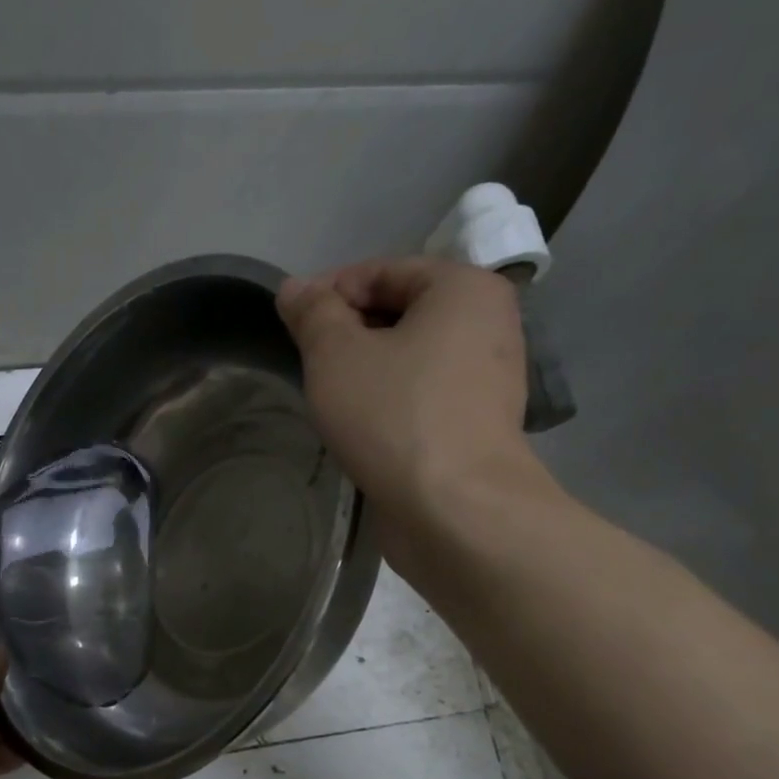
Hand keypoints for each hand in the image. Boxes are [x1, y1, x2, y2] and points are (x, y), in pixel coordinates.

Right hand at [277, 258, 546, 537]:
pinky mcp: (477, 424)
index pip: (382, 270)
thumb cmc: (394, 416)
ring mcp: (487, 378)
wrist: (455, 508)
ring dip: (365, 370)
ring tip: (327, 397)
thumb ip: (312, 314)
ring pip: (410, 357)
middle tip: (306, 363)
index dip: (328, 292)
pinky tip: (360, 426)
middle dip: (348, 333)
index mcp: (463, 288)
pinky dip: (389, 400)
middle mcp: (487, 323)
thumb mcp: (336, 355)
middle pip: (400, 312)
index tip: (290, 324)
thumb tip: (294, 287)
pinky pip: (423, 394)